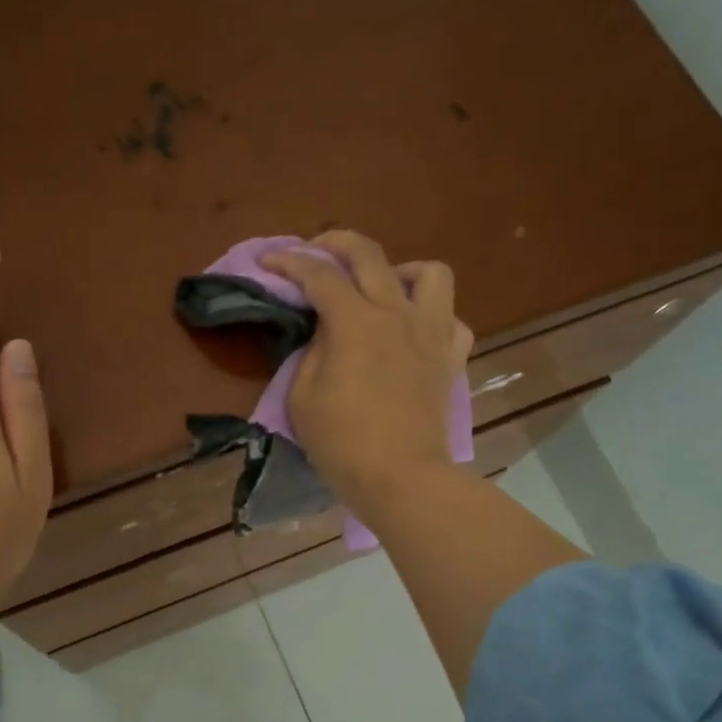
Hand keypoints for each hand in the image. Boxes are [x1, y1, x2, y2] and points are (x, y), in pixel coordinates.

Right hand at [260, 230, 471, 520]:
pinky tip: (414, 331)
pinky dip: (433, 316)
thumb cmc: (342, 443)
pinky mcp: (451, 358)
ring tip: (383, 288)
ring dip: (401, 270)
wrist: (401, 478)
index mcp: (355, 322)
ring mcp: (431, 333)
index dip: (289, 263)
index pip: (319, 276)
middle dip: (336, 242)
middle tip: (315, 252)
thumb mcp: (303, 398)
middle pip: (370, 254)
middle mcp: (397, 314)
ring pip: (430, 273)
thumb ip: (312, 352)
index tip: (269, 263)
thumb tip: (326, 332)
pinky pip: (452, 320)